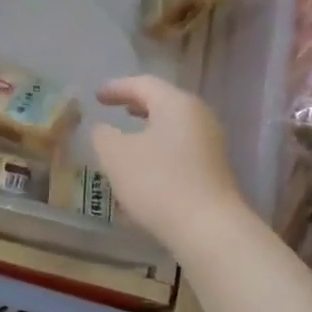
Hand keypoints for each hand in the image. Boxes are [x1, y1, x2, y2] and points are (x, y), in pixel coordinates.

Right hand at [92, 77, 247, 254]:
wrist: (207, 227)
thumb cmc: (157, 182)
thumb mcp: (116, 156)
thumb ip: (103, 135)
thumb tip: (103, 129)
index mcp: (177, 104)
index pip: (144, 84)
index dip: (117, 87)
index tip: (97, 96)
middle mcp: (199, 117)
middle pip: (164, 102)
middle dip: (137, 104)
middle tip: (115, 108)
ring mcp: (211, 144)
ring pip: (174, 126)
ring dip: (149, 128)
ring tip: (129, 135)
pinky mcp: (214, 170)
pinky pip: (181, 147)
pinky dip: (160, 147)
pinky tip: (147, 165)